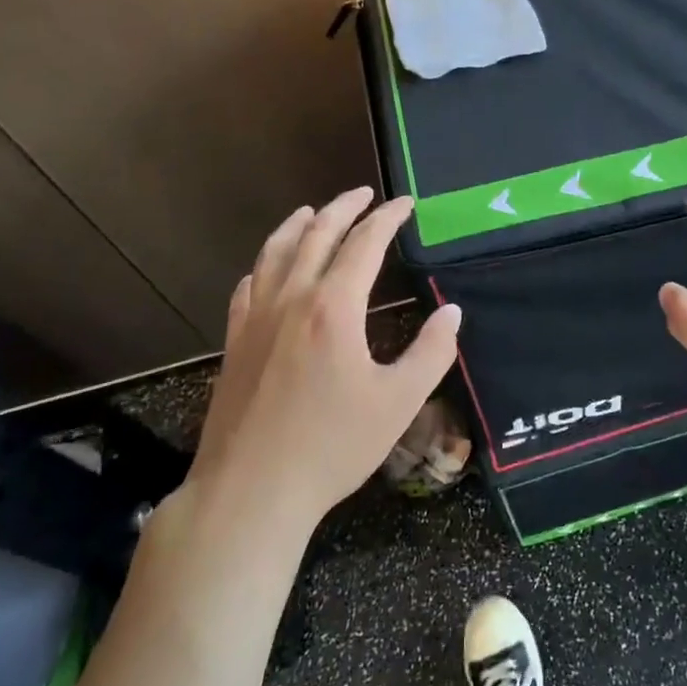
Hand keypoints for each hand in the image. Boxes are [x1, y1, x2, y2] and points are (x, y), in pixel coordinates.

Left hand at [185, 188, 461, 532]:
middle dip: (344, 207)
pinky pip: (249, 285)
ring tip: (315, 211)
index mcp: (334, 308)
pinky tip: (269, 268)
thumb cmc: (332, 447)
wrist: (251, 491)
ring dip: (299, 224)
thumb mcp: (398, 402)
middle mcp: (292, 299)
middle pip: (317, 234)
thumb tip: (451, 312)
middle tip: (366, 194)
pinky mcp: (235, 341)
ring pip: (276, 252)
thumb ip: (431, 352)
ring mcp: (256, 318)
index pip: (364, 243)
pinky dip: (265, 263)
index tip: (406, 204)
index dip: (387, 218)